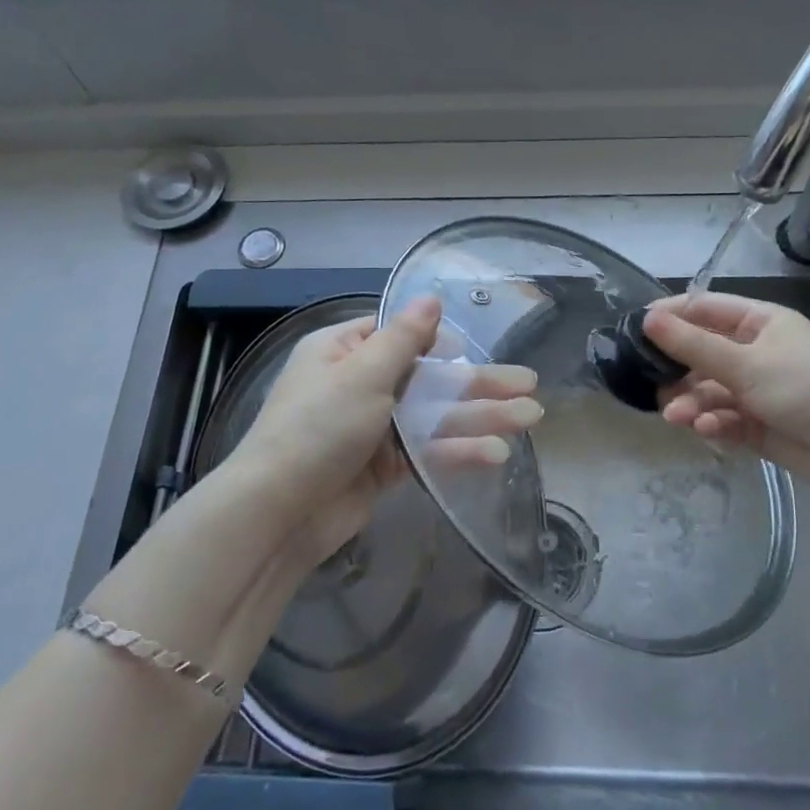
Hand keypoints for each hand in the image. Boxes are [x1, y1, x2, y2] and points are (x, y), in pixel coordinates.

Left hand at [229, 297, 541, 567]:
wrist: (280, 512)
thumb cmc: (318, 427)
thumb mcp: (362, 373)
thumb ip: (404, 339)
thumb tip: (430, 297)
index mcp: (344, 353)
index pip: (397, 336)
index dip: (437, 340)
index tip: (470, 348)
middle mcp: (359, 386)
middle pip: (428, 378)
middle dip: (478, 382)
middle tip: (528, 383)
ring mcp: (373, 429)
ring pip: (434, 416)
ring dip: (480, 417)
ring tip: (530, 417)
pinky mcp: (383, 468)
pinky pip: (426, 451)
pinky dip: (458, 450)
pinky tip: (495, 453)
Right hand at [640, 292, 809, 489]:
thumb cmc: (806, 387)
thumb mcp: (746, 362)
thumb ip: (693, 345)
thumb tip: (647, 319)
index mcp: (758, 322)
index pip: (704, 309)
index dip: (670, 316)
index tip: (634, 328)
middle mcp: (754, 351)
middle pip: (700, 353)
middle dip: (676, 370)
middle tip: (650, 383)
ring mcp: (756, 389)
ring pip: (708, 390)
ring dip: (690, 402)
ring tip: (677, 417)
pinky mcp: (757, 424)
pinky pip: (723, 418)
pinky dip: (712, 423)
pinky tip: (706, 430)